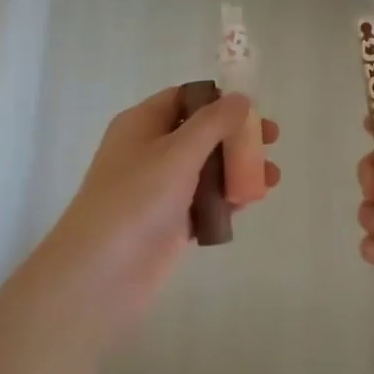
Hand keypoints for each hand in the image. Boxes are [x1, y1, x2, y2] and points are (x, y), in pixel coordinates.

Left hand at [32, 87, 279, 343]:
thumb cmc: (136, 199)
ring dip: (237, 168)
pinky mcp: (170, 222)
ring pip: (205, 169)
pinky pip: (204, 201)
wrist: (101, 274)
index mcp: (141, 124)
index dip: (218, 99)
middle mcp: (149, 151)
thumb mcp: (177, 152)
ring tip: (272, 178)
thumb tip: (240, 98)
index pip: (184, 98)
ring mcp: (159, 189)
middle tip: (271, 140)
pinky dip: (227, 199)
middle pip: (199, 133)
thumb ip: (213, 123)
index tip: (253, 108)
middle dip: (236, 135)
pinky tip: (252, 202)